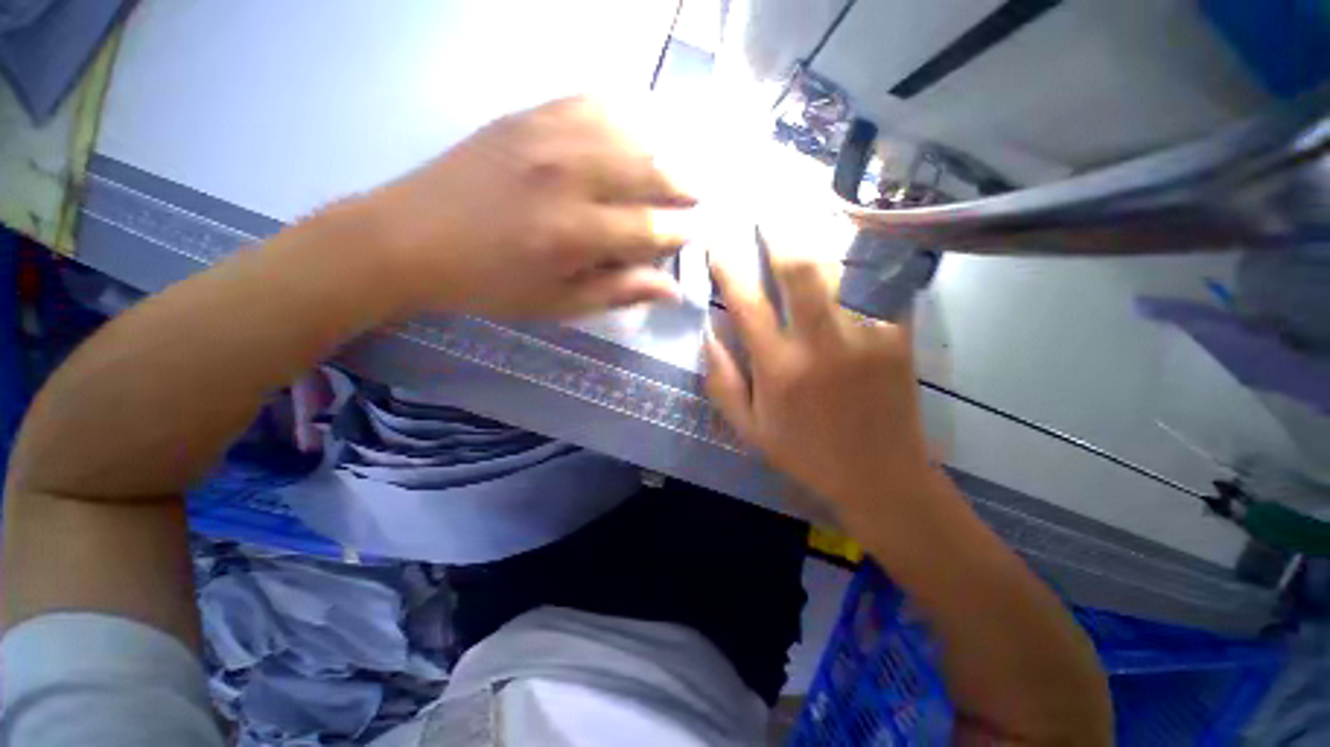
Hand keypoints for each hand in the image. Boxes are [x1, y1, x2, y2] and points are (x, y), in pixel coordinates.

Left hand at [363, 96, 695, 318]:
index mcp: (574, 234)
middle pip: (648, 170)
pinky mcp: (527, 116)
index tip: (694, 234)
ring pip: (628, 131)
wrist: (410, 239)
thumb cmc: (490, 284)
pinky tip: (636, 127)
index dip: (679, 232)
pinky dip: (623, 114)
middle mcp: (567, 176)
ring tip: (676, 166)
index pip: (650, 228)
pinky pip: (590, 102)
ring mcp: (546, 137)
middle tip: (697, 197)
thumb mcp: (557, 304)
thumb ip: (618, 291)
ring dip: (661, 149)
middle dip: (683, 185)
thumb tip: (672, 289)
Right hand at [705, 232, 935, 530]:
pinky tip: (852, 244)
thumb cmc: (805, 452)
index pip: (746, 302)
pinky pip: (878, 285)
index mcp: (779, 368)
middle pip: (799, 270)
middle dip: (779, 232)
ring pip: (841, 268)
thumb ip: (722, 381)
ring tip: (804, 213)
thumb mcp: (749, 428)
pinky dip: (861, 259)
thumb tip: (707, 333)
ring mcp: (867, 335)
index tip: (716, 238)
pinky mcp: (900, 335)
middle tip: (766, 208)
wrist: (880, 474)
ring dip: (818, 236)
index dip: (728, 265)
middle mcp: (821, 343)